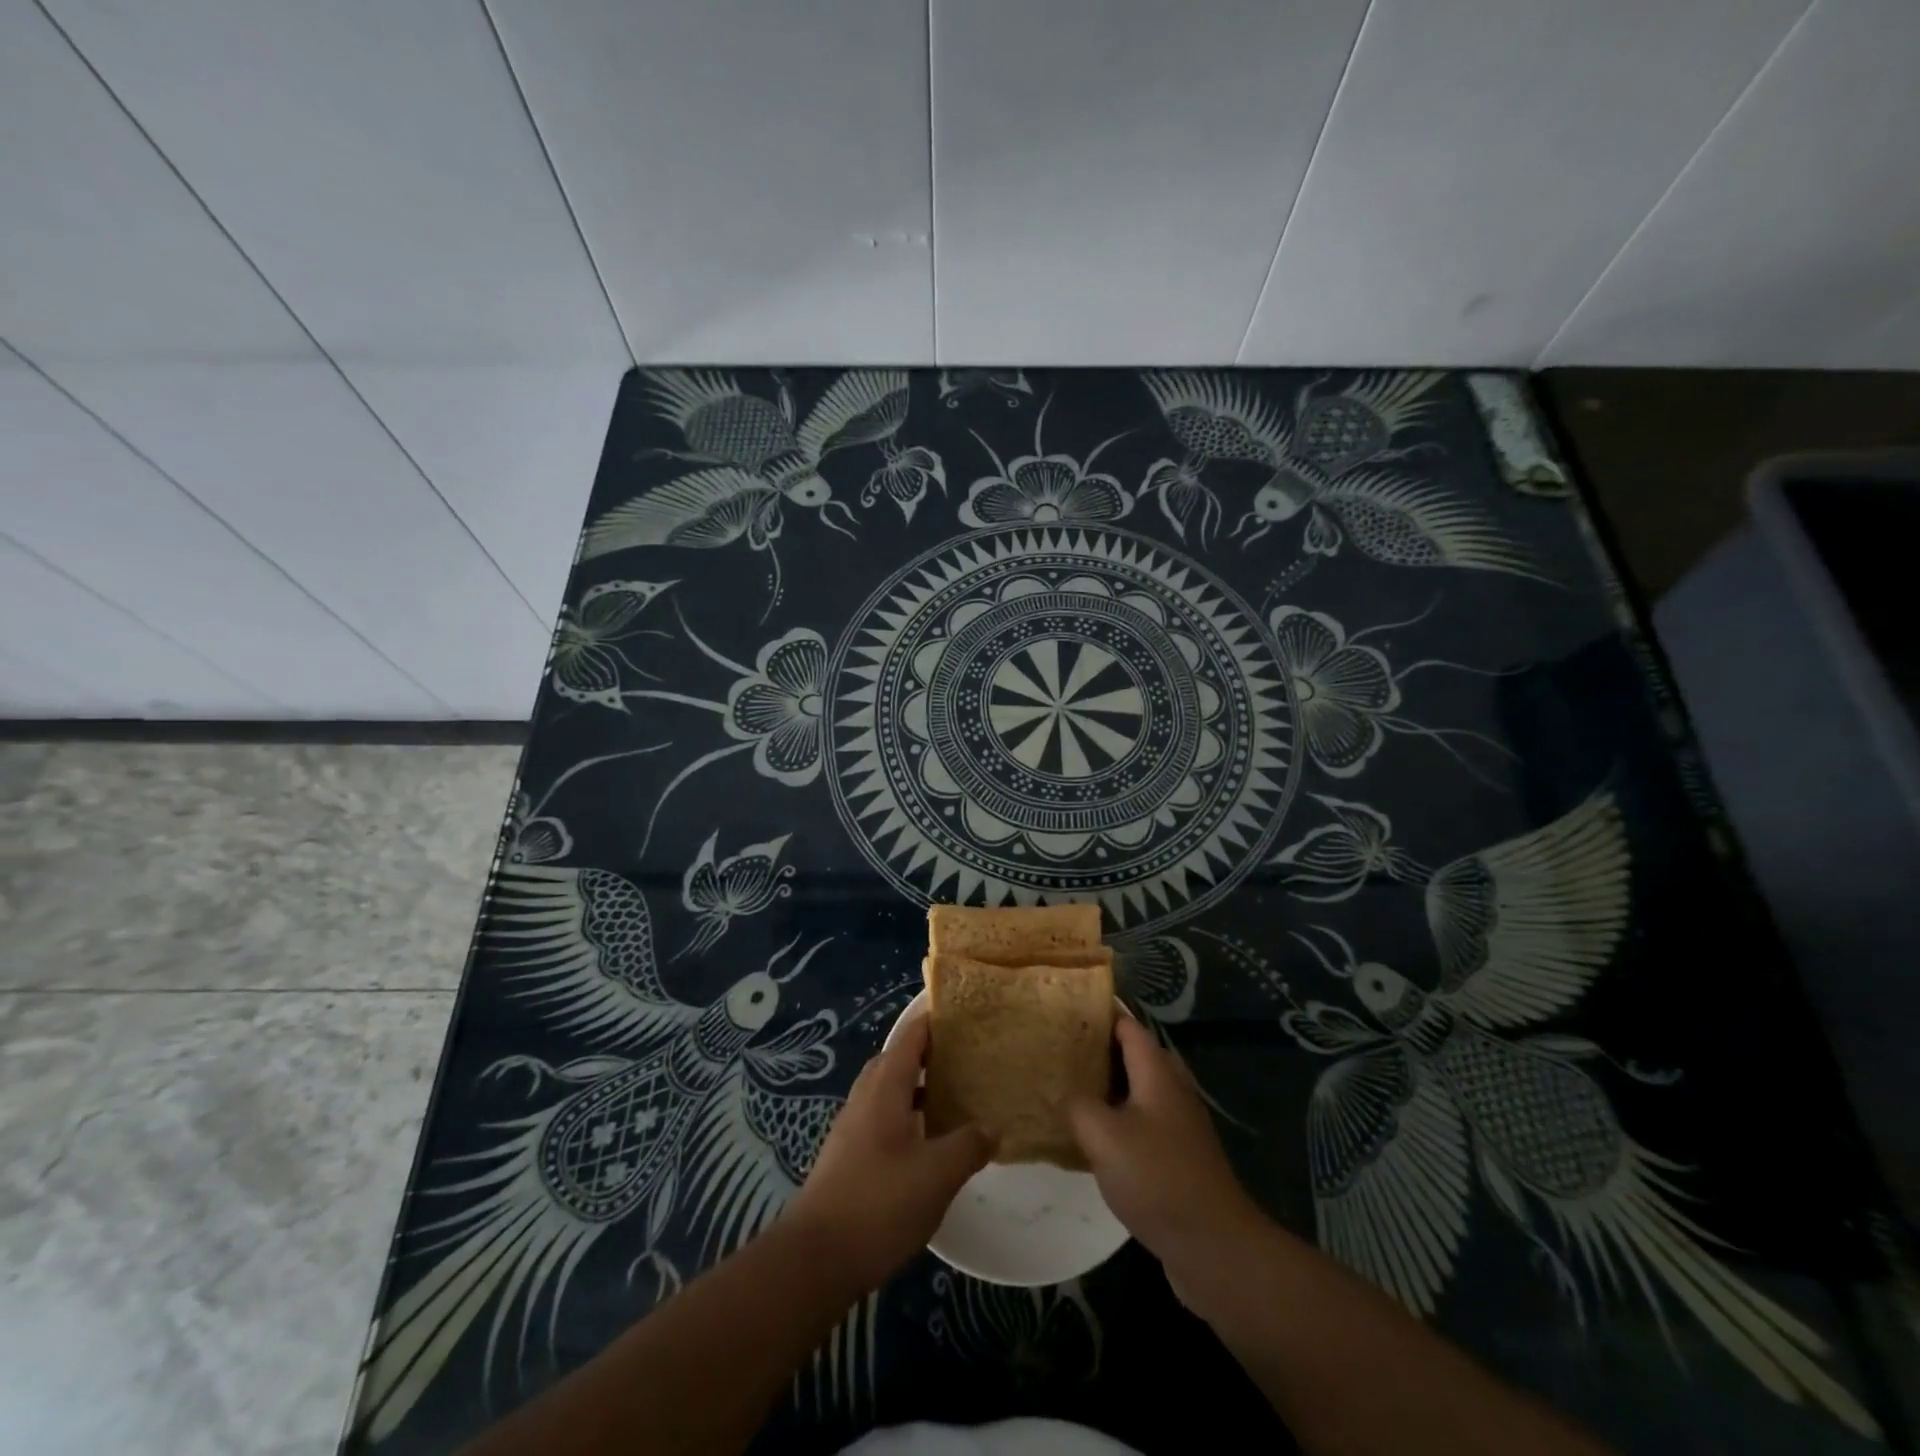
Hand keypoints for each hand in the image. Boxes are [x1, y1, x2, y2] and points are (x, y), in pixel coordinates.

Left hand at [785, 1014, 991, 1292]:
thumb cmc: (879, 1203)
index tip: (964, 1014)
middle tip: (965, 1057)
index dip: (935, 1021)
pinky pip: (882, 1119)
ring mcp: (852, 1128)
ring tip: (954, 1098)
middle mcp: (865, 1098)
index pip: (911, 1036)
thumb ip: (968, 1145)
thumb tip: (993, 1127)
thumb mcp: (936, 1174)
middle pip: (897, 1060)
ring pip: (889, 1092)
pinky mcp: (848, 1157)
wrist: (816, 1258)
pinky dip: (907, 1116)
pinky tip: (928, 1143)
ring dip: (918, 1088)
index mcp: (885, 1087)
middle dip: (928, 1054)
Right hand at [1065, 1018, 1268, 1307]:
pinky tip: (1086, 1135)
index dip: (1096, 1013)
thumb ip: (1075, 1105)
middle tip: (1053, 1048)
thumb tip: (1058, 1092)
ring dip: (1102, 1086)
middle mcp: (1170, 1087)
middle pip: (1129, 1054)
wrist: (1214, 1246)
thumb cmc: (1158, 1178)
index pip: (1125, 1024)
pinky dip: (1113, 1118)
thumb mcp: (1104, 1136)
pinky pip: (1138, 1121)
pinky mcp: (1175, 1155)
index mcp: (1157, 1071)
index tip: (1061, 1009)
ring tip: (1061, 1086)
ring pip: (1132, 1090)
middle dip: (1094, 1049)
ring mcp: (1176, 1123)